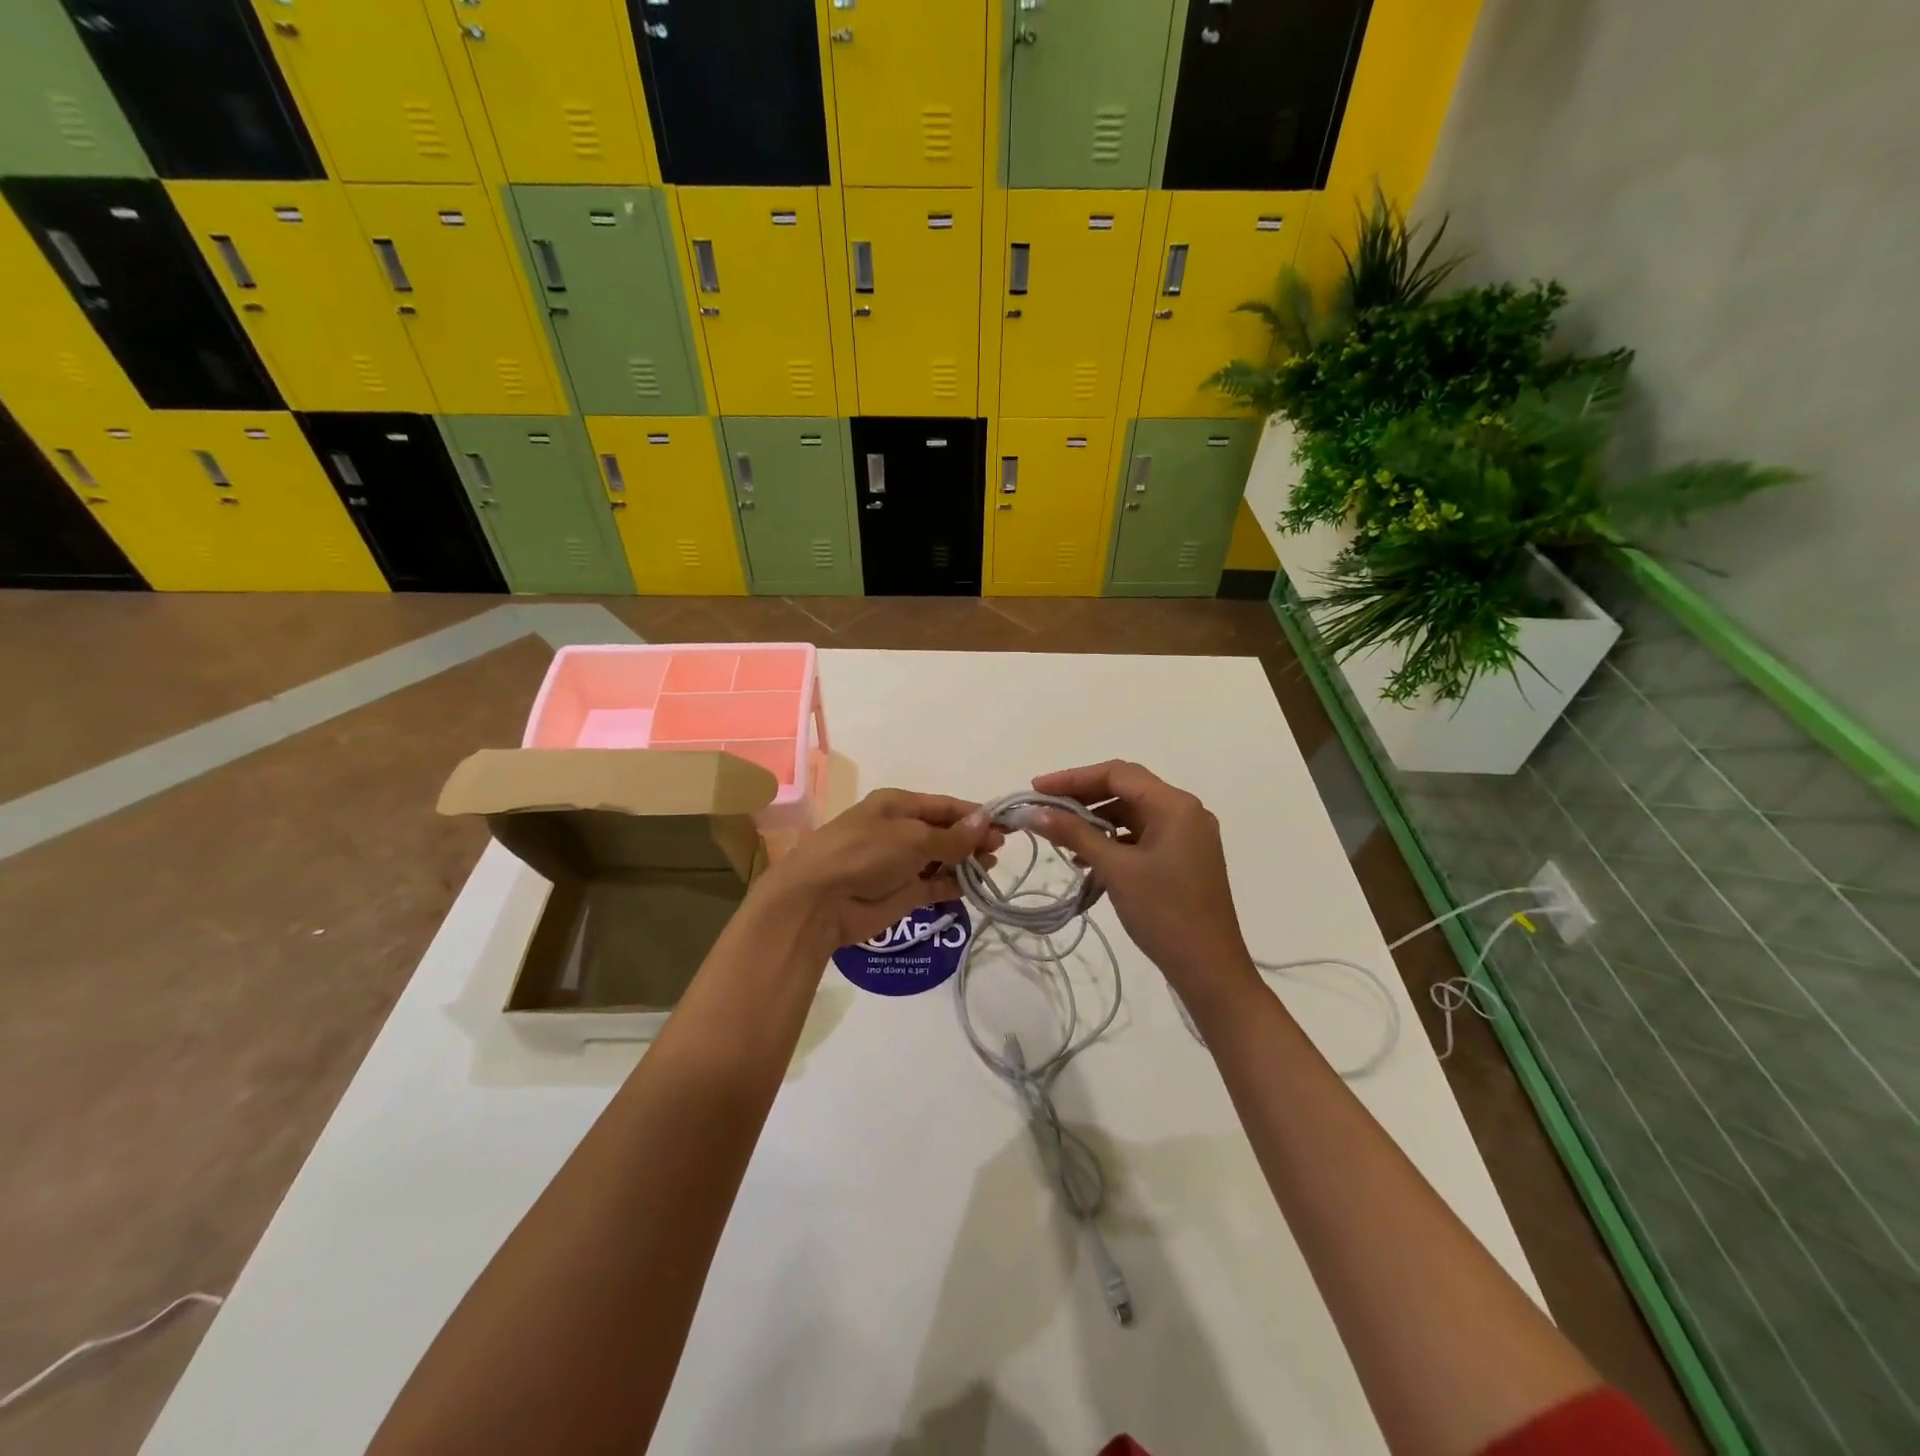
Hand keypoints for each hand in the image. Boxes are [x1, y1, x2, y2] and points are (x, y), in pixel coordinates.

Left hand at [750, 789, 999, 952]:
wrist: (818, 901)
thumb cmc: (864, 854)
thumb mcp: (911, 838)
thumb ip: (951, 836)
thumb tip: (986, 821)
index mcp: (897, 805)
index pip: (944, 805)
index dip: (974, 814)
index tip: (1006, 824)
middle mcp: (900, 831)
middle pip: (945, 831)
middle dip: (973, 838)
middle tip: (1002, 848)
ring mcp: (900, 864)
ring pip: (942, 859)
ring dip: (966, 862)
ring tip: (991, 867)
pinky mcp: (902, 894)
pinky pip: (935, 885)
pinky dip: (954, 885)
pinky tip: (975, 887)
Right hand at [1028, 761, 1253, 999]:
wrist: (1210, 969)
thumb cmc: (1164, 912)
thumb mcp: (1115, 869)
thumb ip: (1074, 834)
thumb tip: (1033, 812)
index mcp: (1175, 805)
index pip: (1117, 774)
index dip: (1073, 778)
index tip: (1036, 789)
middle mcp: (1185, 812)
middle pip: (1125, 790)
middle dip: (1082, 798)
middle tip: (1044, 809)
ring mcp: (1187, 836)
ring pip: (1132, 814)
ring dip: (1096, 821)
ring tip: (1060, 836)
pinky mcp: (1183, 858)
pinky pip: (1141, 836)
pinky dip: (1113, 841)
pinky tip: (1086, 859)